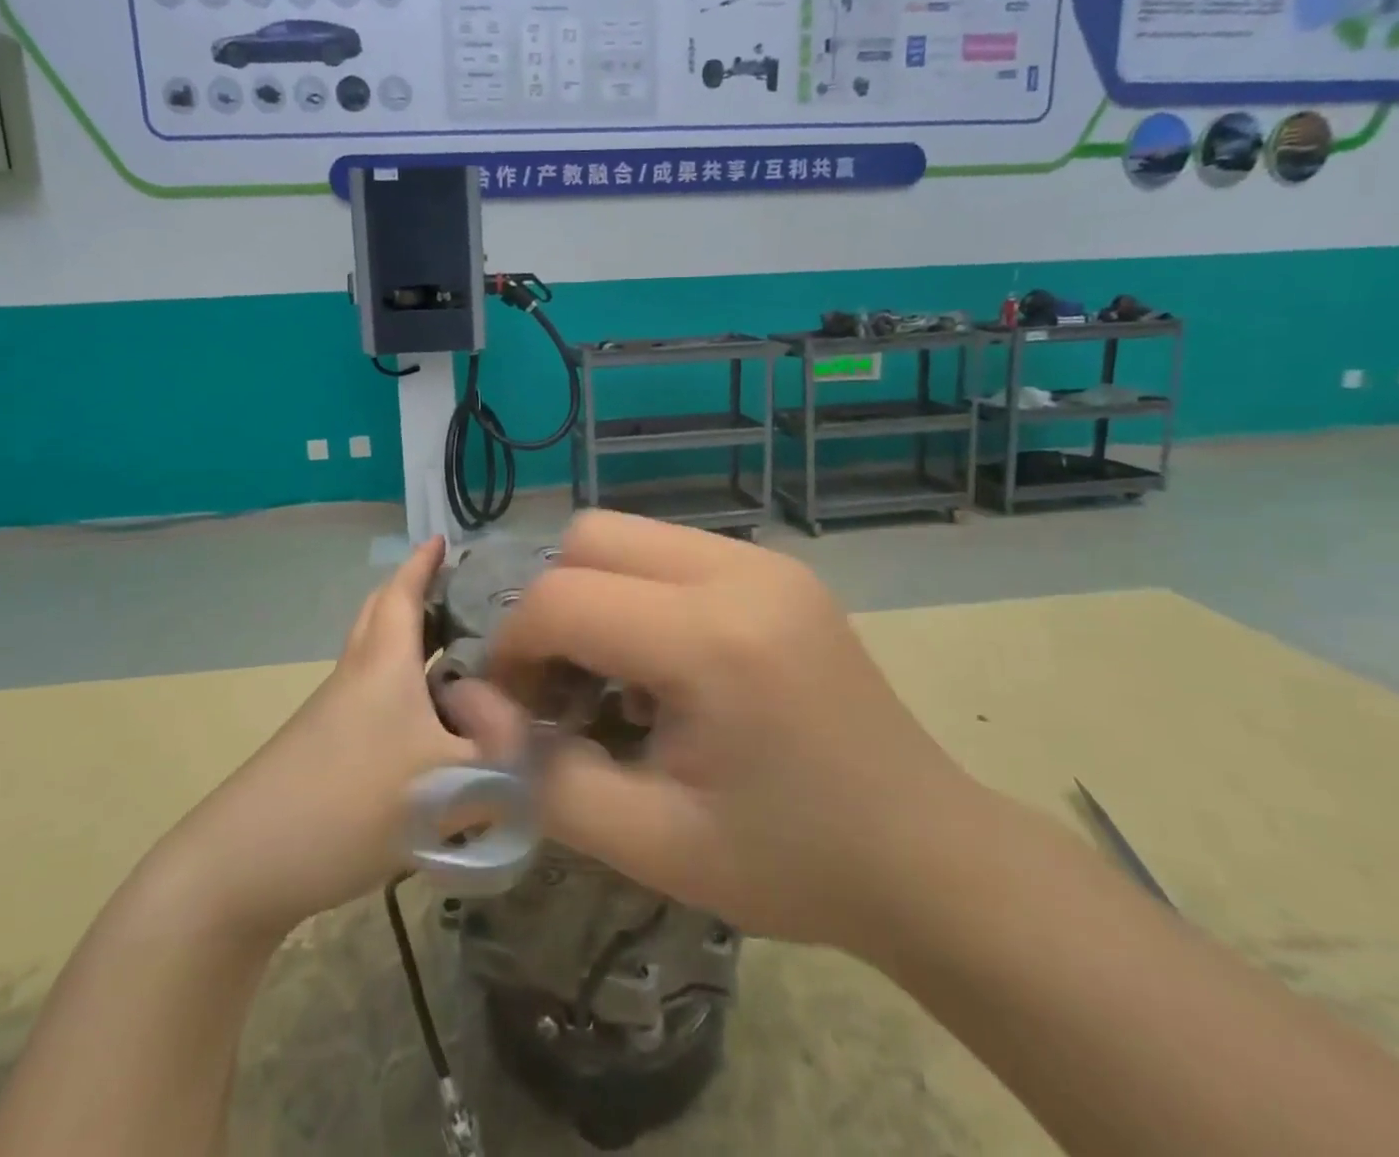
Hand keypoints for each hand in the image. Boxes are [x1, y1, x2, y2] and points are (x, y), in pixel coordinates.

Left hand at [175, 536, 470, 939]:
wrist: (243, 865)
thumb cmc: (351, 804)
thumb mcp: (450, 784)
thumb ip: (501, 757)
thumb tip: (522, 730)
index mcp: (384, 664)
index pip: (402, 593)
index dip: (423, 563)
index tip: (442, 539)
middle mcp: (357, 675)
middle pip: (381, 616)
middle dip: (414, 594)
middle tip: (456, 594)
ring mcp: (334, 712)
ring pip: (376, 659)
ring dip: (409, 644)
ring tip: (455, 656)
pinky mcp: (324, 747)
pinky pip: (372, 696)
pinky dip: (402, 688)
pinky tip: (429, 726)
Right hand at [451, 512, 981, 957]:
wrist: (927, 854)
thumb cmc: (791, 863)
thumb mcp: (652, 844)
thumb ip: (543, 778)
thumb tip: (472, 711)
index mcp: (712, 639)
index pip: (562, 599)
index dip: (514, 649)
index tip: (515, 709)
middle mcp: (739, 572)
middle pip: (590, 537)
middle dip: (549, 606)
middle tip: (559, 685)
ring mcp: (765, 561)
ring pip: (629, 536)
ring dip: (593, 595)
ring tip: (609, 678)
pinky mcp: (778, 568)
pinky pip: (671, 552)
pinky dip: (637, 594)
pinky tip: (659, 666)